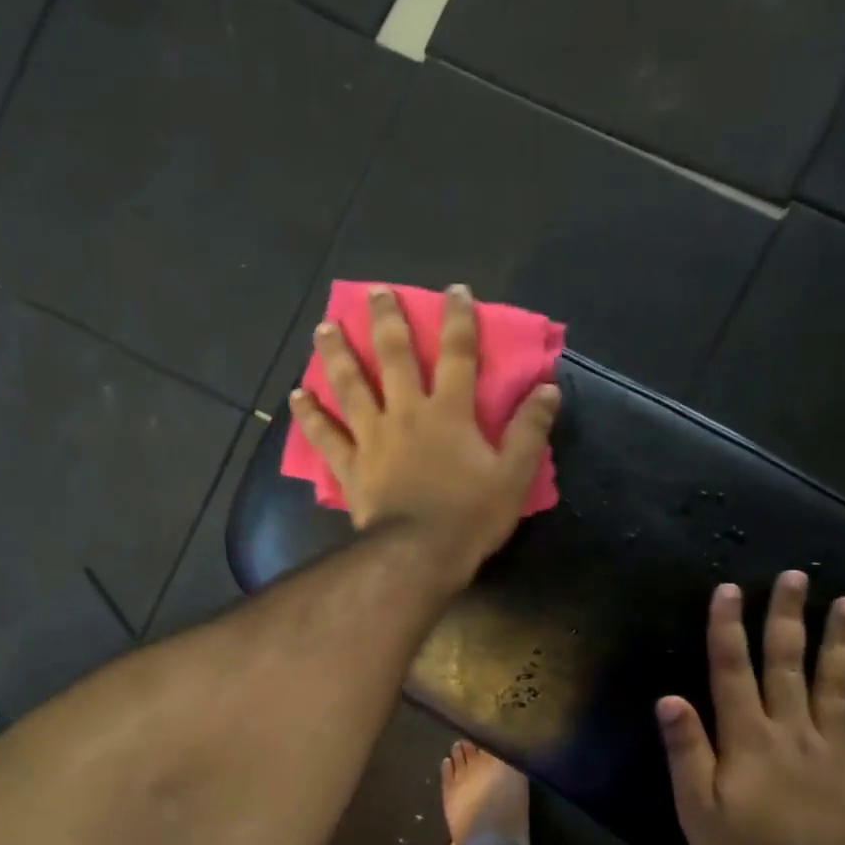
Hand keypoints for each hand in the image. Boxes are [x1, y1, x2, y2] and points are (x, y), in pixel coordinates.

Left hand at [290, 285, 559, 584]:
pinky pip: (325, 436)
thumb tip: (548, 389)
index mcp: (449, 413)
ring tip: (323, 328)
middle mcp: (406, 414)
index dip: (459, 319)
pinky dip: (309, 416)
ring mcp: (372, 438)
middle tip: (375, 293)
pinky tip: (296, 396)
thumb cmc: (470, 516)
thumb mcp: (514, 475)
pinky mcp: (350, 466)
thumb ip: (529, 430)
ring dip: (337, 354)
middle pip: (394, 358)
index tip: (455, 290)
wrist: (419, 554)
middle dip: (386, 321)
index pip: (458, 354)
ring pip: (351, 387)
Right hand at [656, 572, 844, 844]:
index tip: (729, 590)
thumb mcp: (697, 810)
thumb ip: (687, 752)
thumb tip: (670, 698)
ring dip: (841, 641)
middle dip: (788, 618)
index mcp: (748, 739)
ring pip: (836, 684)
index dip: (728, 628)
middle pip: (788, 664)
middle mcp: (792, 732)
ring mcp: (832, 750)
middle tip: (796, 578)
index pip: (732, 671)